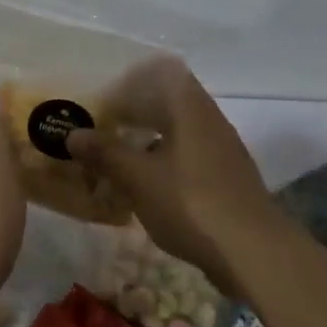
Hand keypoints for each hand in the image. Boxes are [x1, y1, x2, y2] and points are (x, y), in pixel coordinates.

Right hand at [67, 56, 274, 290]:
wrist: (253, 252)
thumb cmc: (191, 203)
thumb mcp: (138, 178)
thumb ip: (105, 153)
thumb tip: (73, 134)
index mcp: (190, 109)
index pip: (162, 74)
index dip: (132, 82)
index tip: (105, 99)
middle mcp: (210, 121)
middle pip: (169, 104)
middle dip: (135, 113)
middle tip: (102, 129)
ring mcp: (223, 151)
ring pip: (179, 133)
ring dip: (149, 141)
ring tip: (118, 160)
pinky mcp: (227, 180)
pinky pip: (189, 158)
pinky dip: (164, 163)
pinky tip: (147, 187)